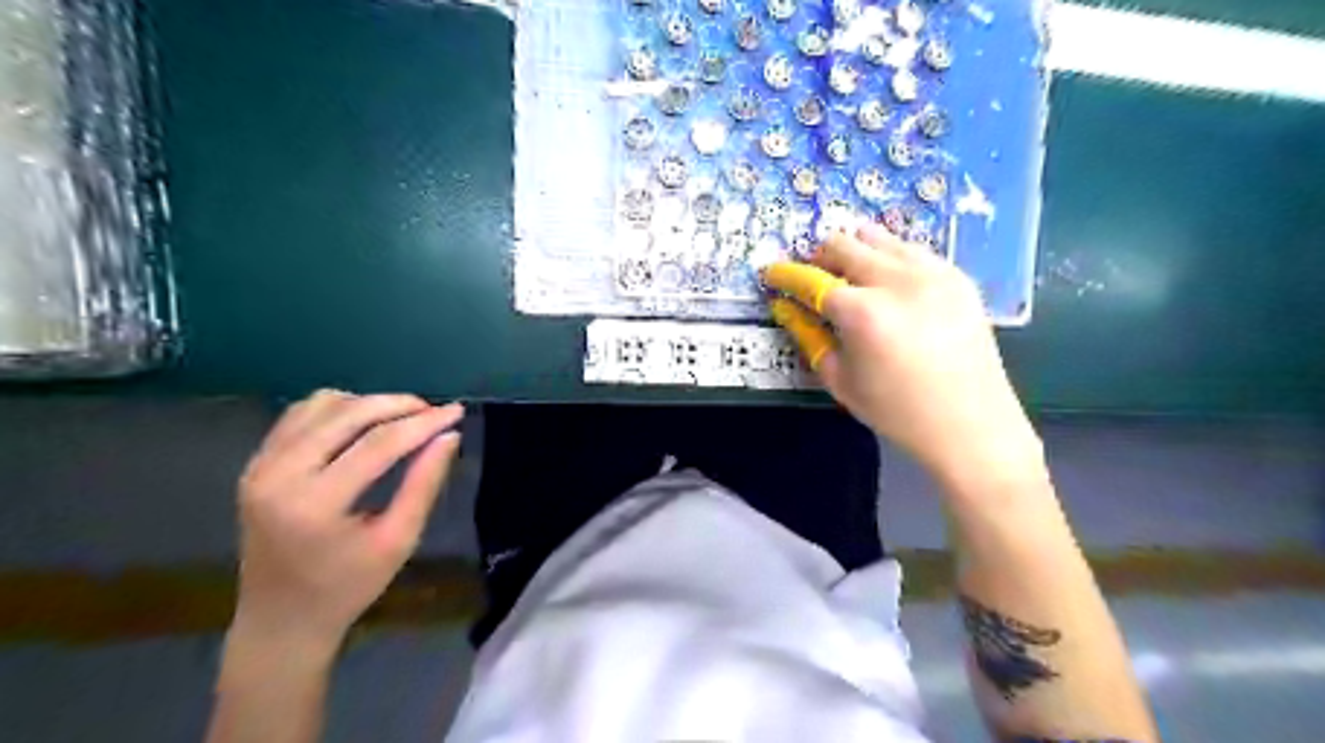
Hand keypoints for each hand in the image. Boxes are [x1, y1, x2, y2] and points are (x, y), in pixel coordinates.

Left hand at [235, 396, 462, 643]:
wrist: (280, 620)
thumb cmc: (348, 587)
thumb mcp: (398, 540)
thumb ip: (424, 484)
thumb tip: (449, 436)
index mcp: (314, 504)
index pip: (379, 444)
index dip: (423, 423)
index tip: (456, 412)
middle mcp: (277, 476)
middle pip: (347, 415)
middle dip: (398, 405)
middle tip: (434, 410)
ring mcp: (259, 467)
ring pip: (321, 406)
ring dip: (367, 404)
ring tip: (402, 418)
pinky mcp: (255, 465)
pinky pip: (299, 416)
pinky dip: (337, 409)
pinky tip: (363, 423)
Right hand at [767, 222, 1046, 493]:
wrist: (971, 424)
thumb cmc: (897, 411)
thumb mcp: (840, 380)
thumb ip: (809, 337)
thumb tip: (787, 308)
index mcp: (863, 312)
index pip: (811, 279)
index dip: (785, 275)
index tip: (772, 274)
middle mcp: (897, 280)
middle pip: (844, 244)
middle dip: (819, 257)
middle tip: (813, 279)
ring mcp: (932, 272)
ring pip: (879, 237)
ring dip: (855, 251)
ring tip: (850, 278)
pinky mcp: (957, 275)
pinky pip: (911, 250)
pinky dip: (889, 258)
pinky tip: (889, 285)